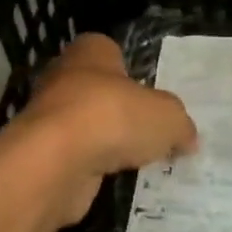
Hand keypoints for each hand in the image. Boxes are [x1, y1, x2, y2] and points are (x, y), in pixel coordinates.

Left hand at [0, 34, 197, 226]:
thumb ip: (180, 124)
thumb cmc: (113, 116)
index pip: (114, 53)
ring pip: (89, 126)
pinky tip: (116, 180)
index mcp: (91, 51)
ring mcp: (50, 116)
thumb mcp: (167, 116)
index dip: (135, 73)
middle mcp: (65, 76)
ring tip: (141, 162)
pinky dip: (94, 168)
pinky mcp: (44, 152)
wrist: (56, 160)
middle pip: (102, 92)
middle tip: (155, 134)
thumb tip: (186, 138)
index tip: (154, 97)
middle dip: (124, 112)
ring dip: (108, 143)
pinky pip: (78, 157)